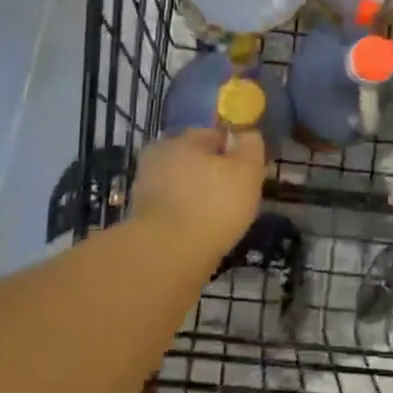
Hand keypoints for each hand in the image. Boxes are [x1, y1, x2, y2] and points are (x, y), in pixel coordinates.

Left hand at [129, 129, 265, 246]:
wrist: (165, 257)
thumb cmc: (212, 206)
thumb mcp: (247, 171)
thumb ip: (251, 147)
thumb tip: (248, 135)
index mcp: (184, 139)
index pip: (216, 135)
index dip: (236, 152)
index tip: (249, 173)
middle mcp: (160, 156)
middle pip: (196, 159)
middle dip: (214, 173)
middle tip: (236, 196)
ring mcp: (147, 187)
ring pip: (183, 185)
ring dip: (199, 196)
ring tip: (220, 218)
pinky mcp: (141, 217)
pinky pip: (174, 209)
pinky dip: (187, 217)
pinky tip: (201, 232)